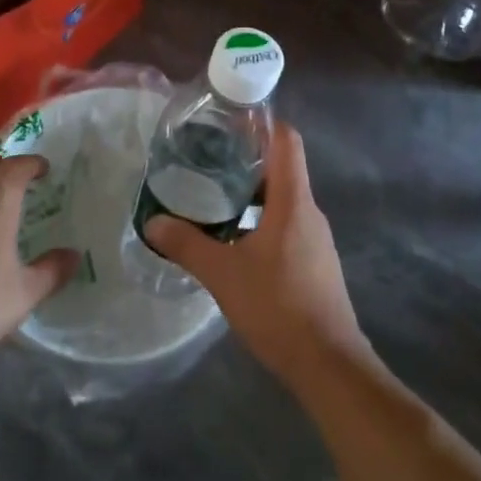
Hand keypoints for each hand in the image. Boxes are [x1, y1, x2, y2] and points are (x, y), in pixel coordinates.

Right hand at [143, 125, 367, 389]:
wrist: (328, 364)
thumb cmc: (278, 307)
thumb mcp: (223, 274)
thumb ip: (187, 245)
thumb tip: (153, 223)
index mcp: (293, 202)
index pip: (286, 141)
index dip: (262, 122)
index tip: (229, 117)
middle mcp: (309, 212)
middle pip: (282, 167)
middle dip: (246, 157)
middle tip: (206, 156)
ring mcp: (315, 238)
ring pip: (282, 198)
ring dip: (251, 191)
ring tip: (212, 194)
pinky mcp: (314, 261)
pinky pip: (286, 223)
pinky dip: (260, 218)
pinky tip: (233, 237)